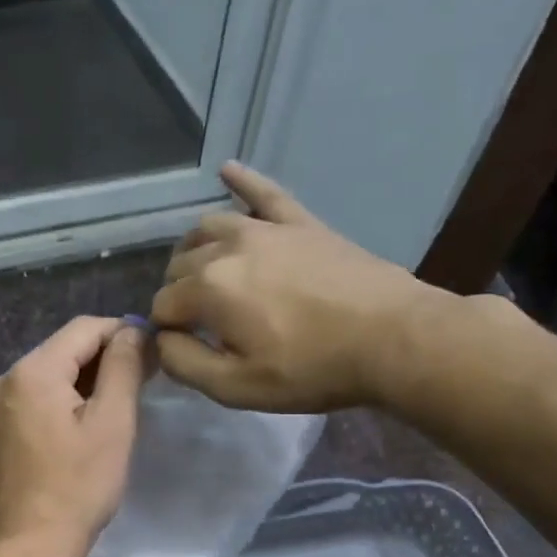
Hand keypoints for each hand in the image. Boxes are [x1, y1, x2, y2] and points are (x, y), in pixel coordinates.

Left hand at [0, 317, 146, 556]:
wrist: (28, 548)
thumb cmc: (78, 486)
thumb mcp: (112, 423)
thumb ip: (122, 367)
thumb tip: (130, 329)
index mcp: (32, 371)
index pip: (83, 328)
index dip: (121, 332)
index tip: (152, 352)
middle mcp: (4, 380)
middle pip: (62, 350)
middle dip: (101, 358)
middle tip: (140, 380)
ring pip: (46, 376)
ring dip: (81, 382)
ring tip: (114, 405)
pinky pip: (31, 401)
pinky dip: (58, 402)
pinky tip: (79, 428)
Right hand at [150, 162, 450, 411]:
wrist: (395, 339)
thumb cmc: (312, 369)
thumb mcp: (236, 387)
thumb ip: (183, 363)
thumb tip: (161, 339)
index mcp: (207, 288)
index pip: (162, 305)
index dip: (168, 332)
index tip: (190, 352)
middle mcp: (226, 247)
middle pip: (178, 265)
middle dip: (179, 294)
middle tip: (204, 326)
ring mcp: (265, 229)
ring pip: (207, 228)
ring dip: (195, 252)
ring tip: (206, 276)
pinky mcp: (301, 223)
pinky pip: (264, 193)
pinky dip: (242, 181)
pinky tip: (227, 169)